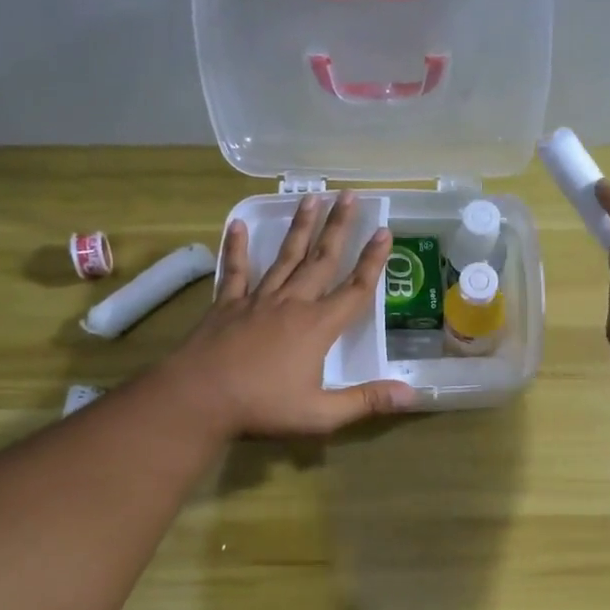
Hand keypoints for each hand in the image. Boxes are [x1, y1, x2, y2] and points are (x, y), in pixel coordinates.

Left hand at [172, 192, 416, 437]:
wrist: (198, 399)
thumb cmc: (262, 407)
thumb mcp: (321, 414)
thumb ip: (366, 401)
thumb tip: (411, 395)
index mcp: (317, 327)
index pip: (354, 290)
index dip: (372, 261)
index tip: (385, 231)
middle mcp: (291, 304)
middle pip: (321, 260)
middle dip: (339, 227)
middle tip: (350, 195)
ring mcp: (257, 301)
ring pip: (284, 257)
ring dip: (300, 227)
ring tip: (311, 199)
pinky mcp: (226, 305)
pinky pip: (235, 271)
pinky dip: (237, 247)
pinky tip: (239, 224)